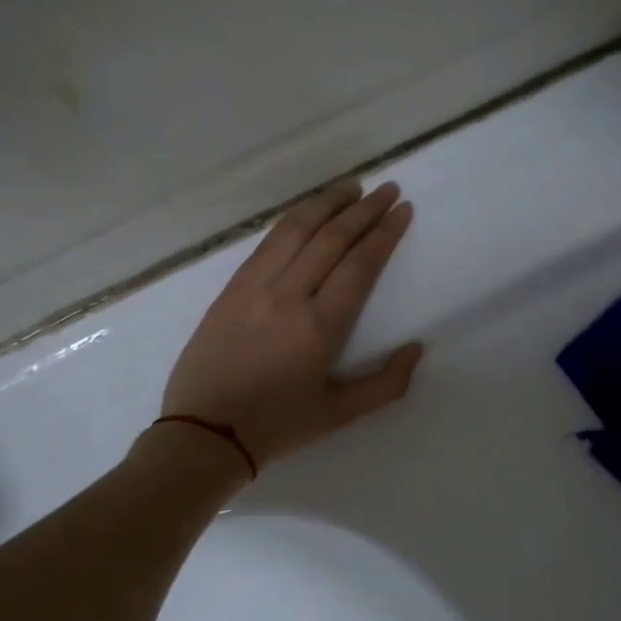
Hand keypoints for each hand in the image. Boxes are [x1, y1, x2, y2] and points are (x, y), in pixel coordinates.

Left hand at [162, 179, 423, 469]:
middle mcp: (287, 295)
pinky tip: (306, 213)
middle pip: (331, 238)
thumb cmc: (277, 426)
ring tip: (351, 187)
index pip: (359, 264)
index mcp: (319, 326)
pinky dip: (292, 220)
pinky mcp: (230, 289)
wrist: (204, 433)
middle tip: (387, 189)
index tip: (402, 210)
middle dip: (364, 210)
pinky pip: (266, 243)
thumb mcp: (339, 415)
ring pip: (295, 230)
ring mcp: (254, 287)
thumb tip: (416, 349)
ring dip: (326, 203)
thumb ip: (386, 385)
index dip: (384, 233)